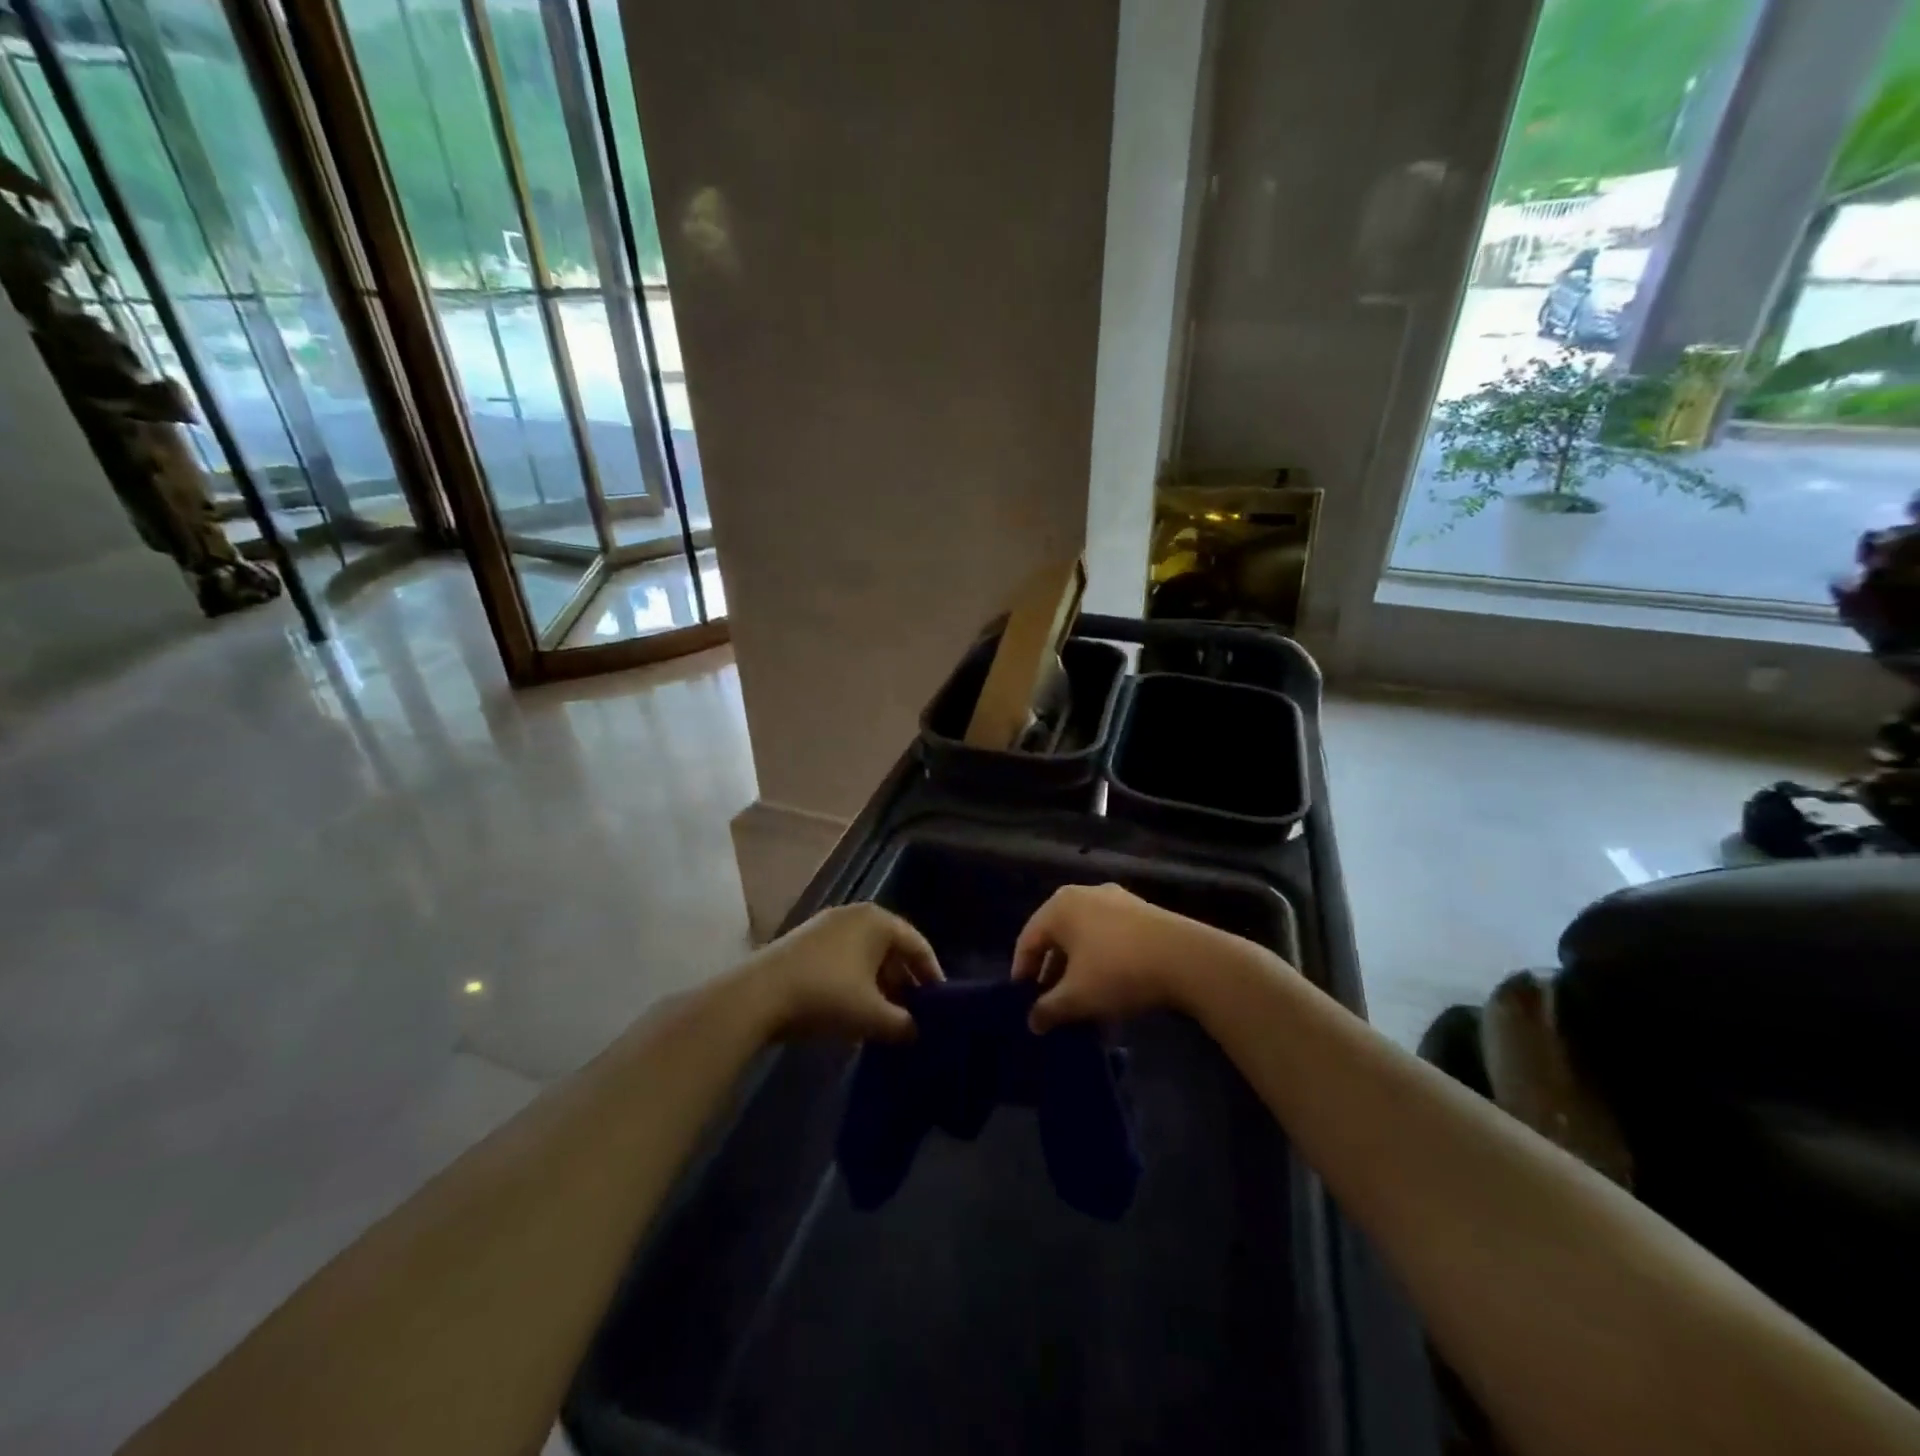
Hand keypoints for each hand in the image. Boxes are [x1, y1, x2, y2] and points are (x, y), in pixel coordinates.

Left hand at [740, 902, 942, 1042]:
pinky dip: (855, 983)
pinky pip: (843, 960)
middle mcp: (854, 915)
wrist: (757, 996)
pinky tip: (853, 1012)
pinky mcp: (804, 942)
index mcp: (878, 921)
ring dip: (878, 985)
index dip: (932, 975)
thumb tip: (917, 1031)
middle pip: (891, 948)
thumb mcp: (872, 1015)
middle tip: (914, 1013)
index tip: (941, 1003)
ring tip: (886, 1018)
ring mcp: (826, 926)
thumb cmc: (826, 995)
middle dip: (903, 982)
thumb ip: (903, 1024)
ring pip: (865, 955)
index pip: (917, 945)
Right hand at [1012, 884, 1282, 1031]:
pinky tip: (1113, 995)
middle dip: (1054, 975)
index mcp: (1060, 906)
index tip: (1023, 1002)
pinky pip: (1111, 939)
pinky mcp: (1143, 913)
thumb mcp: (1077, 997)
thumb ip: (1048, 1009)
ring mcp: (1117, 901)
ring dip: (1080, 973)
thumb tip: (1032, 1021)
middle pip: (1058, 938)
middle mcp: (1085, 895)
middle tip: (1052, 1005)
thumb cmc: (1118, 971)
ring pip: (1086, 940)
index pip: (1028, 940)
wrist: (1188, 959)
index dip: (1022, 973)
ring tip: (1084, 1006)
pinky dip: (1104, 964)